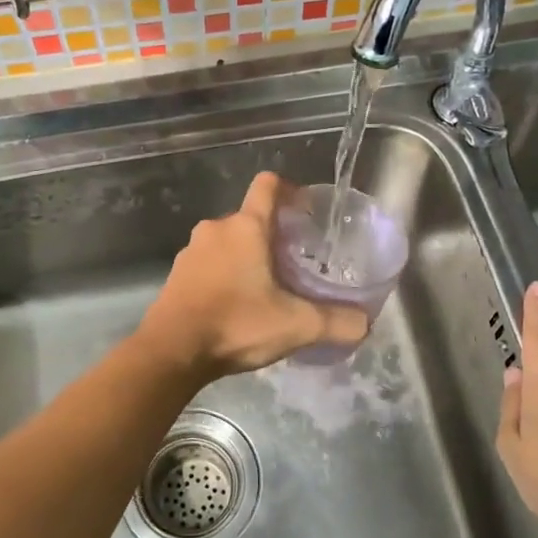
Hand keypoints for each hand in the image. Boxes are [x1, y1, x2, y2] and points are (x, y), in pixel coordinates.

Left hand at [138, 172, 369, 379]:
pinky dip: (225, 275)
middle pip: (250, 218)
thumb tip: (365, 323)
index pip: (267, 185)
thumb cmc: (236, 324)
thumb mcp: (295, 326)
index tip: (305, 209)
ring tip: (267, 288)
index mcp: (246, 227)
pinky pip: (209, 264)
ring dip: (247, 257)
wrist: (171, 352)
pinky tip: (236, 305)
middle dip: (273, 236)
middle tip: (295, 264)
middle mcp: (216, 229)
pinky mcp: (177, 275)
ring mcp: (191, 251)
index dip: (289, 189)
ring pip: (228, 243)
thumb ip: (335, 322)